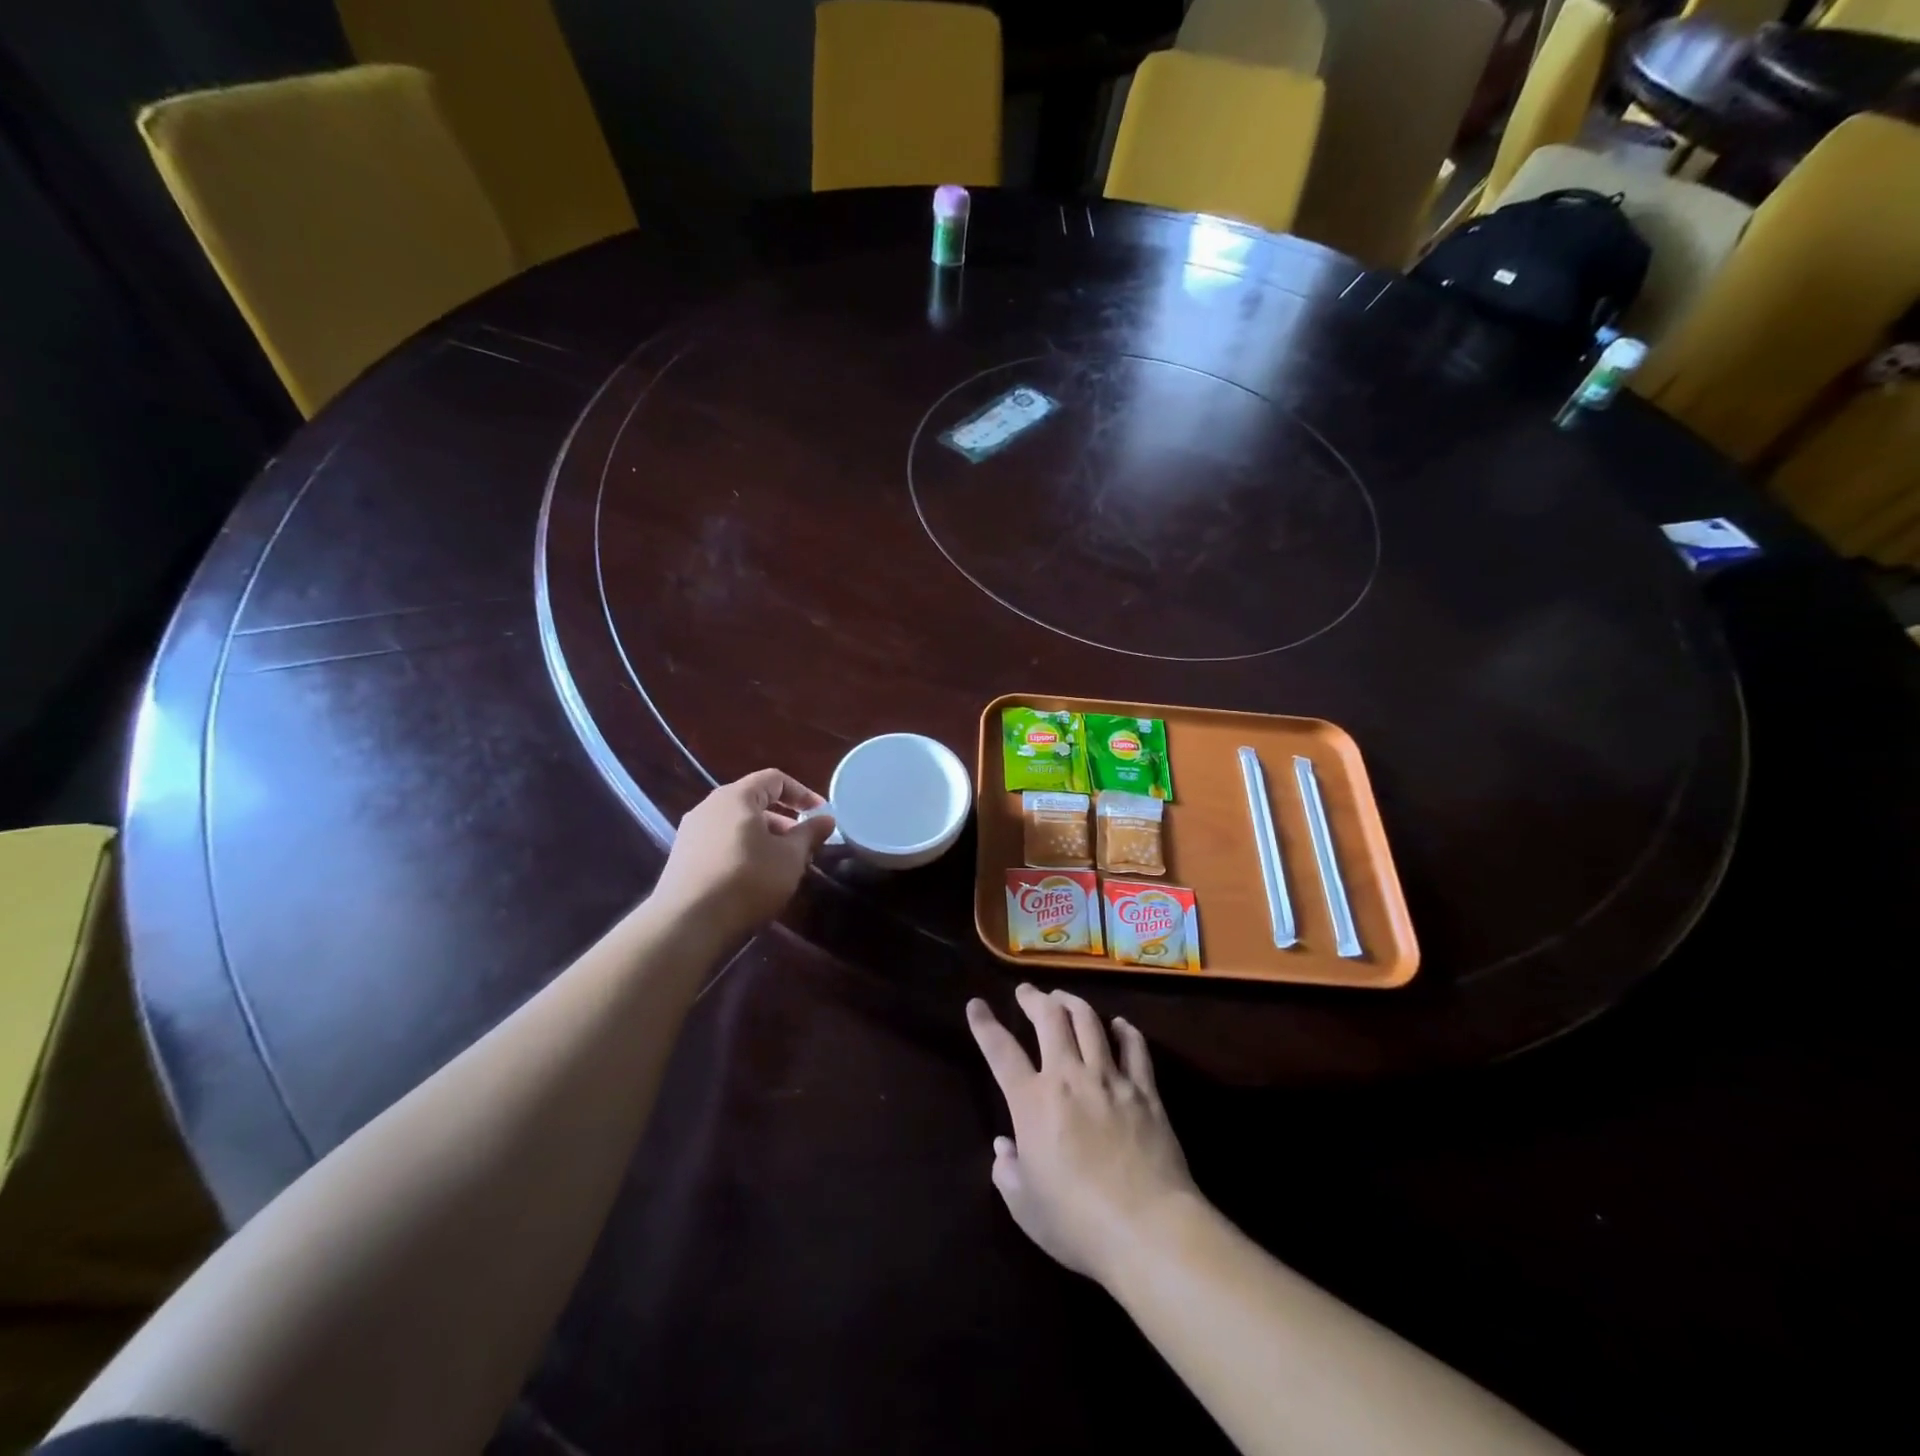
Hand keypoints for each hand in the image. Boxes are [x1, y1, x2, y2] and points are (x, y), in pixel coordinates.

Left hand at [650, 769, 835, 940]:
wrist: (688, 923)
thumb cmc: (747, 880)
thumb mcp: (790, 857)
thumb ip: (809, 834)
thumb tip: (826, 818)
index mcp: (736, 797)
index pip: (774, 779)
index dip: (802, 793)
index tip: (821, 813)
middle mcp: (709, 806)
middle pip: (753, 802)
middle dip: (783, 820)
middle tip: (804, 843)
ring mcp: (691, 832)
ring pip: (737, 825)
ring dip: (764, 837)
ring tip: (782, 864)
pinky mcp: (683, 857)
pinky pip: (721, 842)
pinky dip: (743, 850)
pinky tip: (753, 878)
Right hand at [967, 985, 1198, 1288]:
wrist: (1147, 1229)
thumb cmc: (1077, 1223)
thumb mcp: (1025, 1207)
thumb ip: (1008, 1172)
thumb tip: (1004, 1147)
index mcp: (1032, 1102)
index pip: (1000, 1051)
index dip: (984, 1024)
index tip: (976, 1004)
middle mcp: (1069, 1077)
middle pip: (1050, 1018)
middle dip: (1034, 998)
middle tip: (1027, 992)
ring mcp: (1110, 1079)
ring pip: (1089, 1021)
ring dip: (1073, 1002)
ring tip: (1064, 997)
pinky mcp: (1145, 1090)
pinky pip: (1135, 1047)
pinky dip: (1125, 1030)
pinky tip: (1120, 1025)